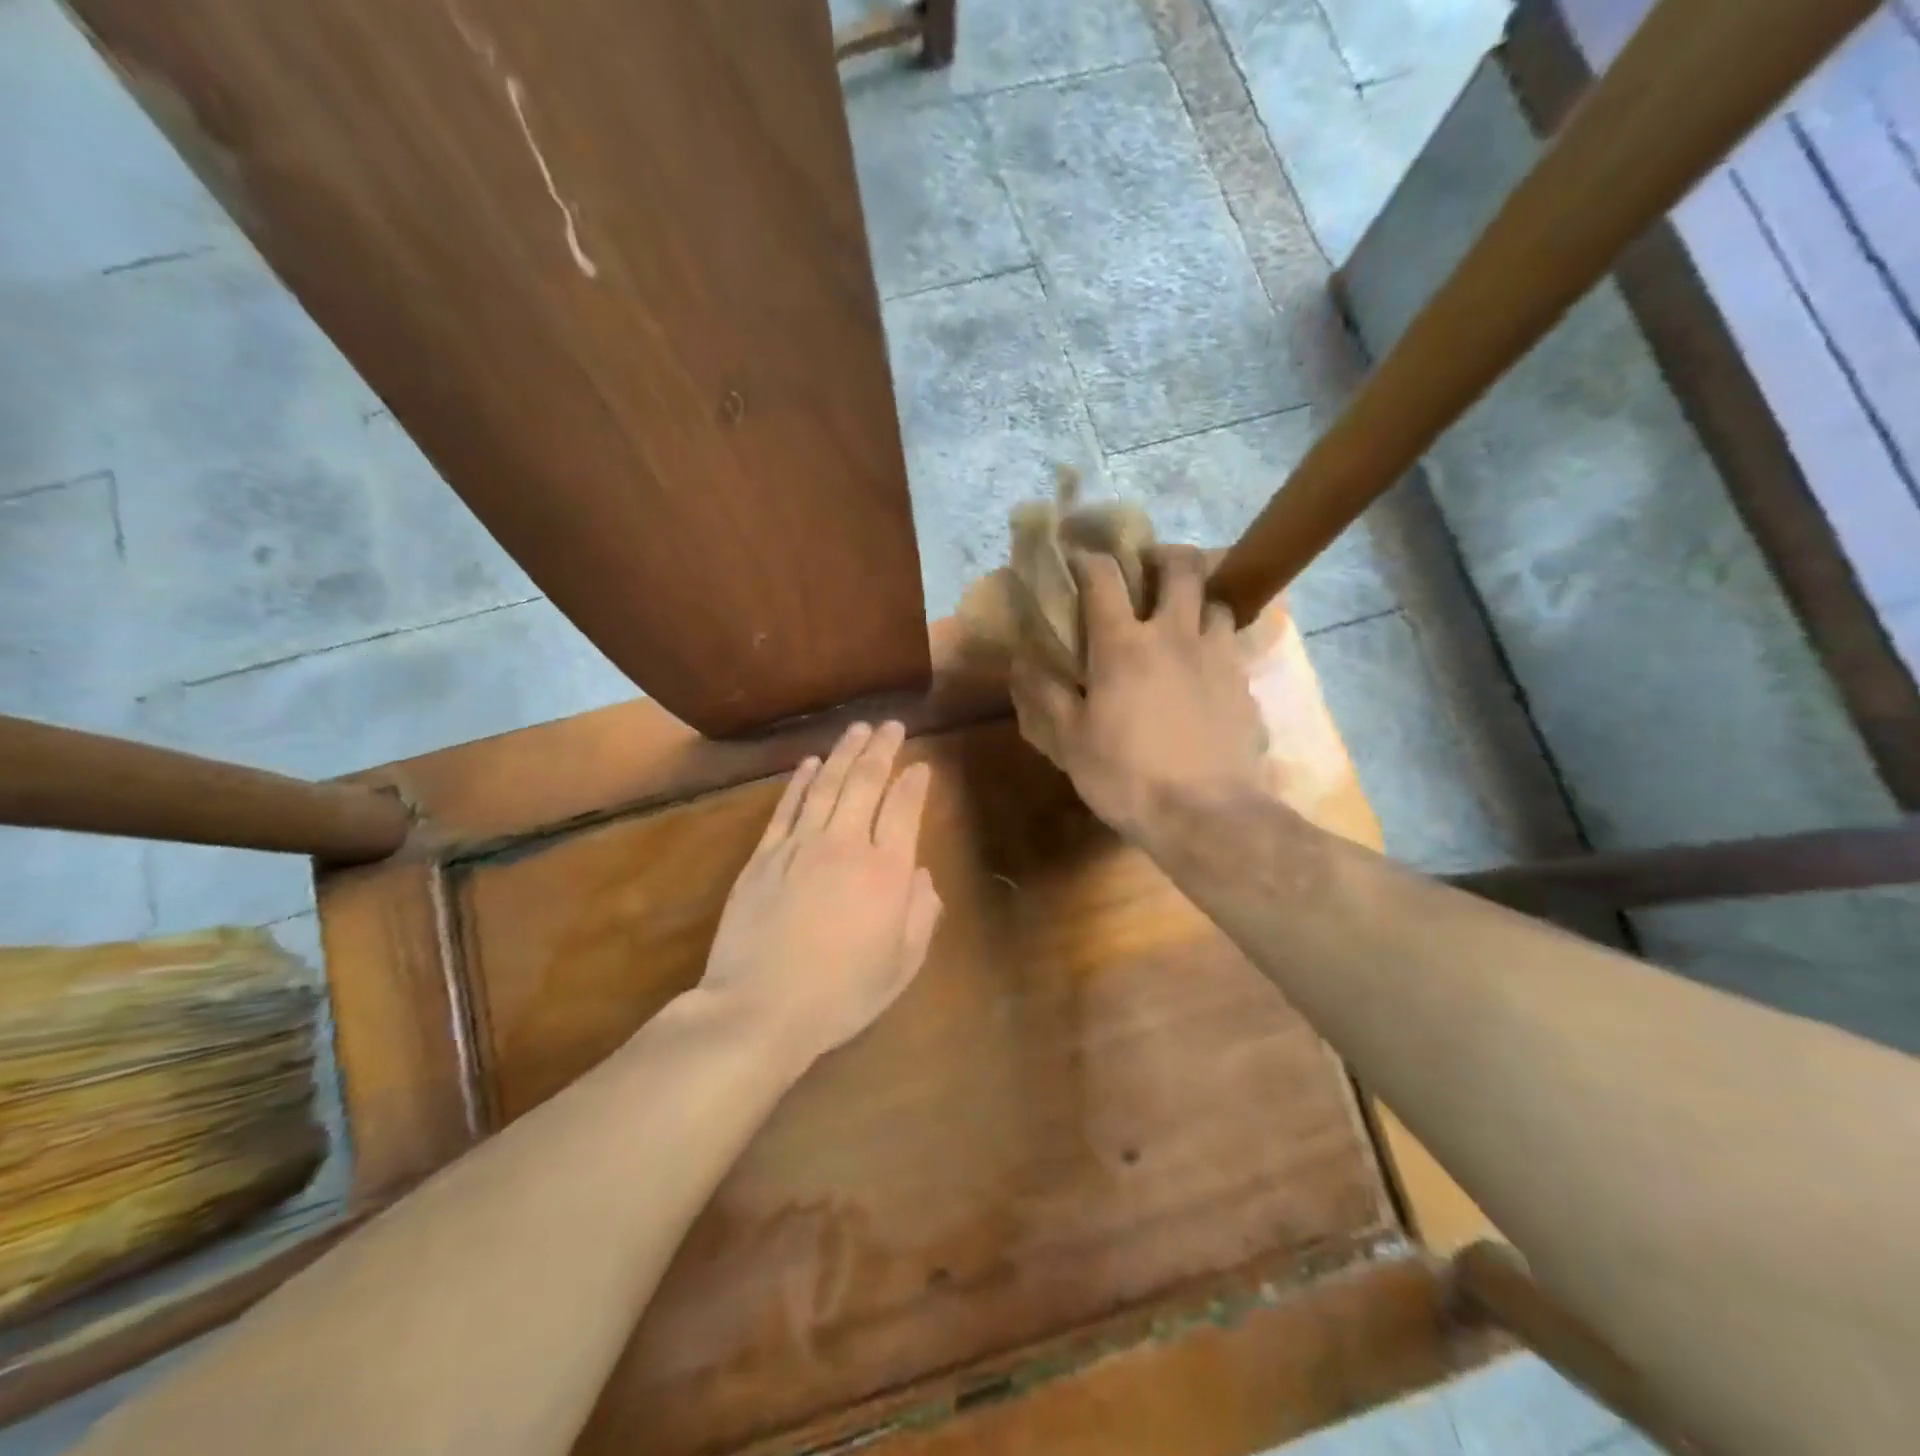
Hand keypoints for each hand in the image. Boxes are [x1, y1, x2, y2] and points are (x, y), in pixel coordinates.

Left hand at [699, 720, 942, 1063]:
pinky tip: (809, 763)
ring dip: (844, 752)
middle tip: (891, 725)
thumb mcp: (901, 966)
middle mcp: (846, 846)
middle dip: (881, 749)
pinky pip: (786, 807)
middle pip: (866, 782)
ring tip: (857, 729)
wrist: (760, 1009)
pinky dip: (800, 781)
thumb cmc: (841, 994)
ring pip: (826, 785)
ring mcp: (800, 846)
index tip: (922, 765)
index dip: (915, 783)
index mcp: (887, 873)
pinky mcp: (764, 856)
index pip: (904, 810)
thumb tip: (922, 876)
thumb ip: (921, 915)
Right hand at [1010, 546, 1266, 840]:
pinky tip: (1205, 670)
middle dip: (1164, 556)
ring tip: (1182, 620)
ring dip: (1196, 600)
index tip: (1079, 559)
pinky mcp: (1244, 684)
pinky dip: (1215, 643)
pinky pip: (1232, 645)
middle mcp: (1174, 635)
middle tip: (1149, 572)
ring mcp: (1217, 656)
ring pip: (1216, 601)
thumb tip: (1022, 662)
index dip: (1088, 560)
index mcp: (1124, 645)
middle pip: (1181, 566)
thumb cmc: (1128, 776)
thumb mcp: (1070, 742)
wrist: (1207, 815)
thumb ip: (1045, 696)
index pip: (1103, 578)